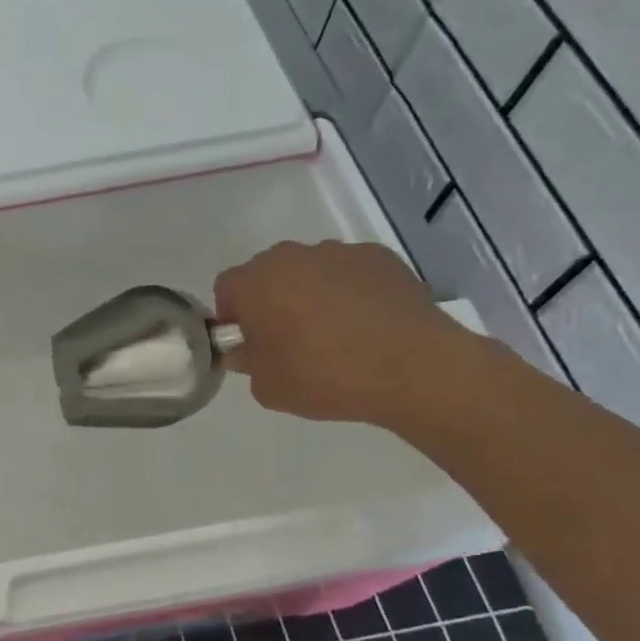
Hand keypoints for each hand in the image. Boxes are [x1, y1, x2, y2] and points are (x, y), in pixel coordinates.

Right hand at [213, 240, 475, 427]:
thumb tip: (249, 350)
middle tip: (289, 340)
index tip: (250, 343)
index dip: (233, 316)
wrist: (413, 367)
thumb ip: (247, 363)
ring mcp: (338, 252)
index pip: (226, 289)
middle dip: (271, 300)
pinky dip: (352, 292)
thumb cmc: (324, 376)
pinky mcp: (380, 257)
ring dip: (312, 294)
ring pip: (310, 271)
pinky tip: (369, 325)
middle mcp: (291, 257)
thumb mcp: (267, 388)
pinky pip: (351, 273)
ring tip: (337, 334)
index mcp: (254, 283)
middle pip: (268, 274)